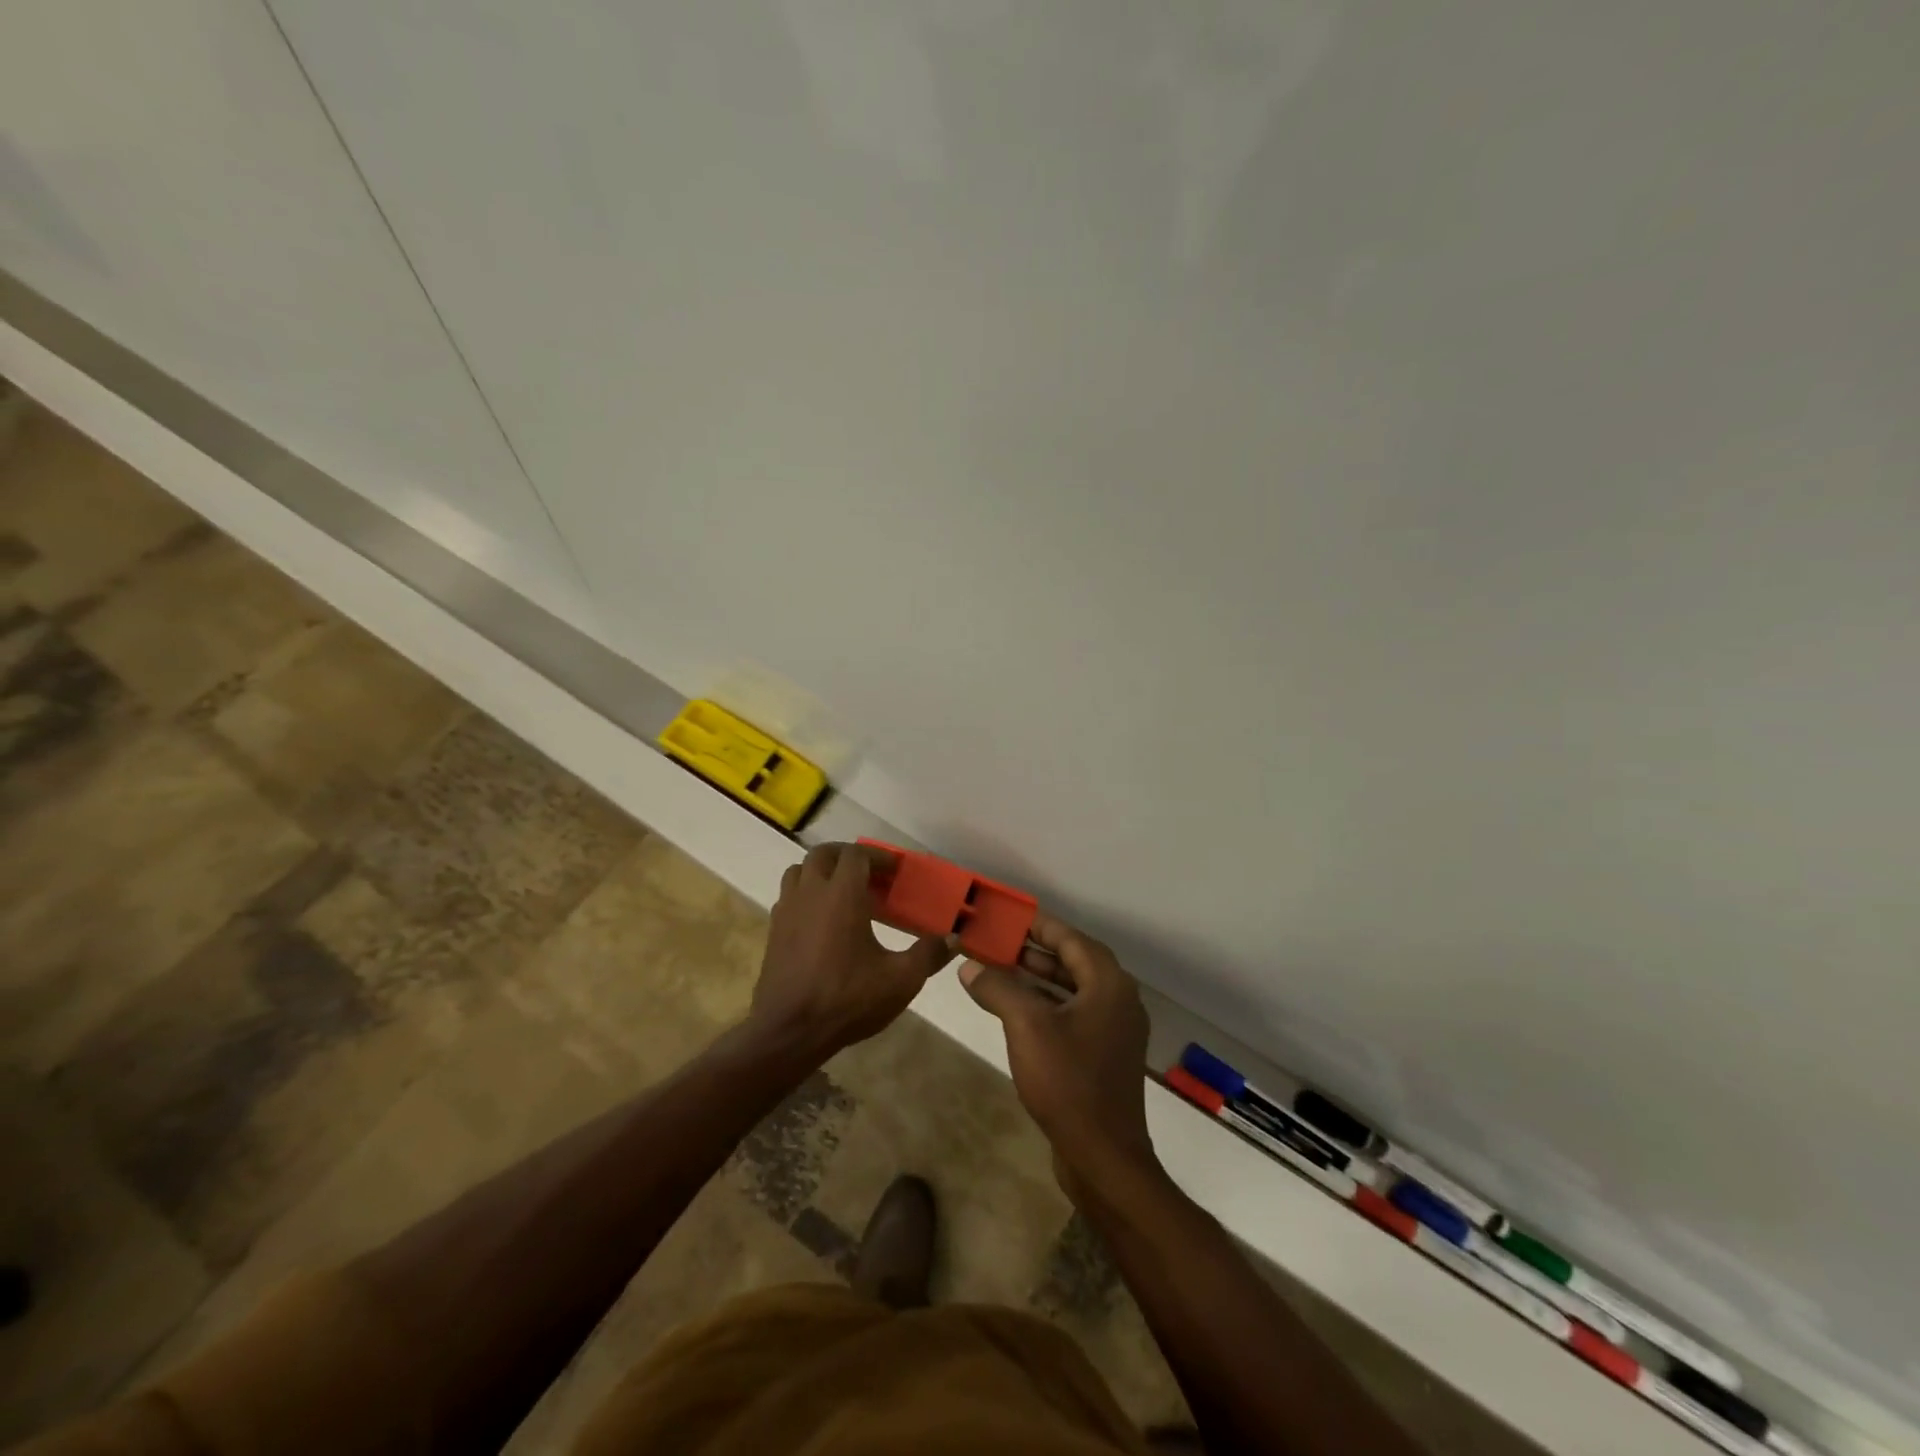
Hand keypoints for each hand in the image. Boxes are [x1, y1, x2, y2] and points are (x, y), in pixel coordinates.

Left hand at [748, 842, 954, 1064]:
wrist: (789, 1032)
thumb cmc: (847, 999)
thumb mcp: (900, 980)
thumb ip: (929, 954)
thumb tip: (953, 938)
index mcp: (841, 894)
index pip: (856, 854)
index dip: (877, 856)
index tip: (895, 870)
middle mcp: (810, 893)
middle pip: (823, 854)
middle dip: (847, 856)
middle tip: (870, 874)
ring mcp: (787, 911)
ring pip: (800, 872)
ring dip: (822, 872)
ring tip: (843, 892)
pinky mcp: (774, 932)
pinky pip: (789, 897)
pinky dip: (806, 895)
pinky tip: (822, 921)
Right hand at [959, 912, 1156, 1194]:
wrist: (1103, 1157)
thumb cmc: (1068, 1081)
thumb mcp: (1025, 1026)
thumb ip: (998, 989)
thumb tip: (970, 967)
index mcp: (1108, 984)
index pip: (1070, 938)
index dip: (1038, 925)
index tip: (1007, 916)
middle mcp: (1118, 1000)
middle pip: (1073, 962)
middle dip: (1034, 951)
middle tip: (997, 943)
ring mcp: (1114, 1030)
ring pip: (1073, 990)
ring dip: (1039, 979)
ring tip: (1000, 970)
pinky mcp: (1105, 1056)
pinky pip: (1074, 1015)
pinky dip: (1047, 1006)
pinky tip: (1017, 1011)